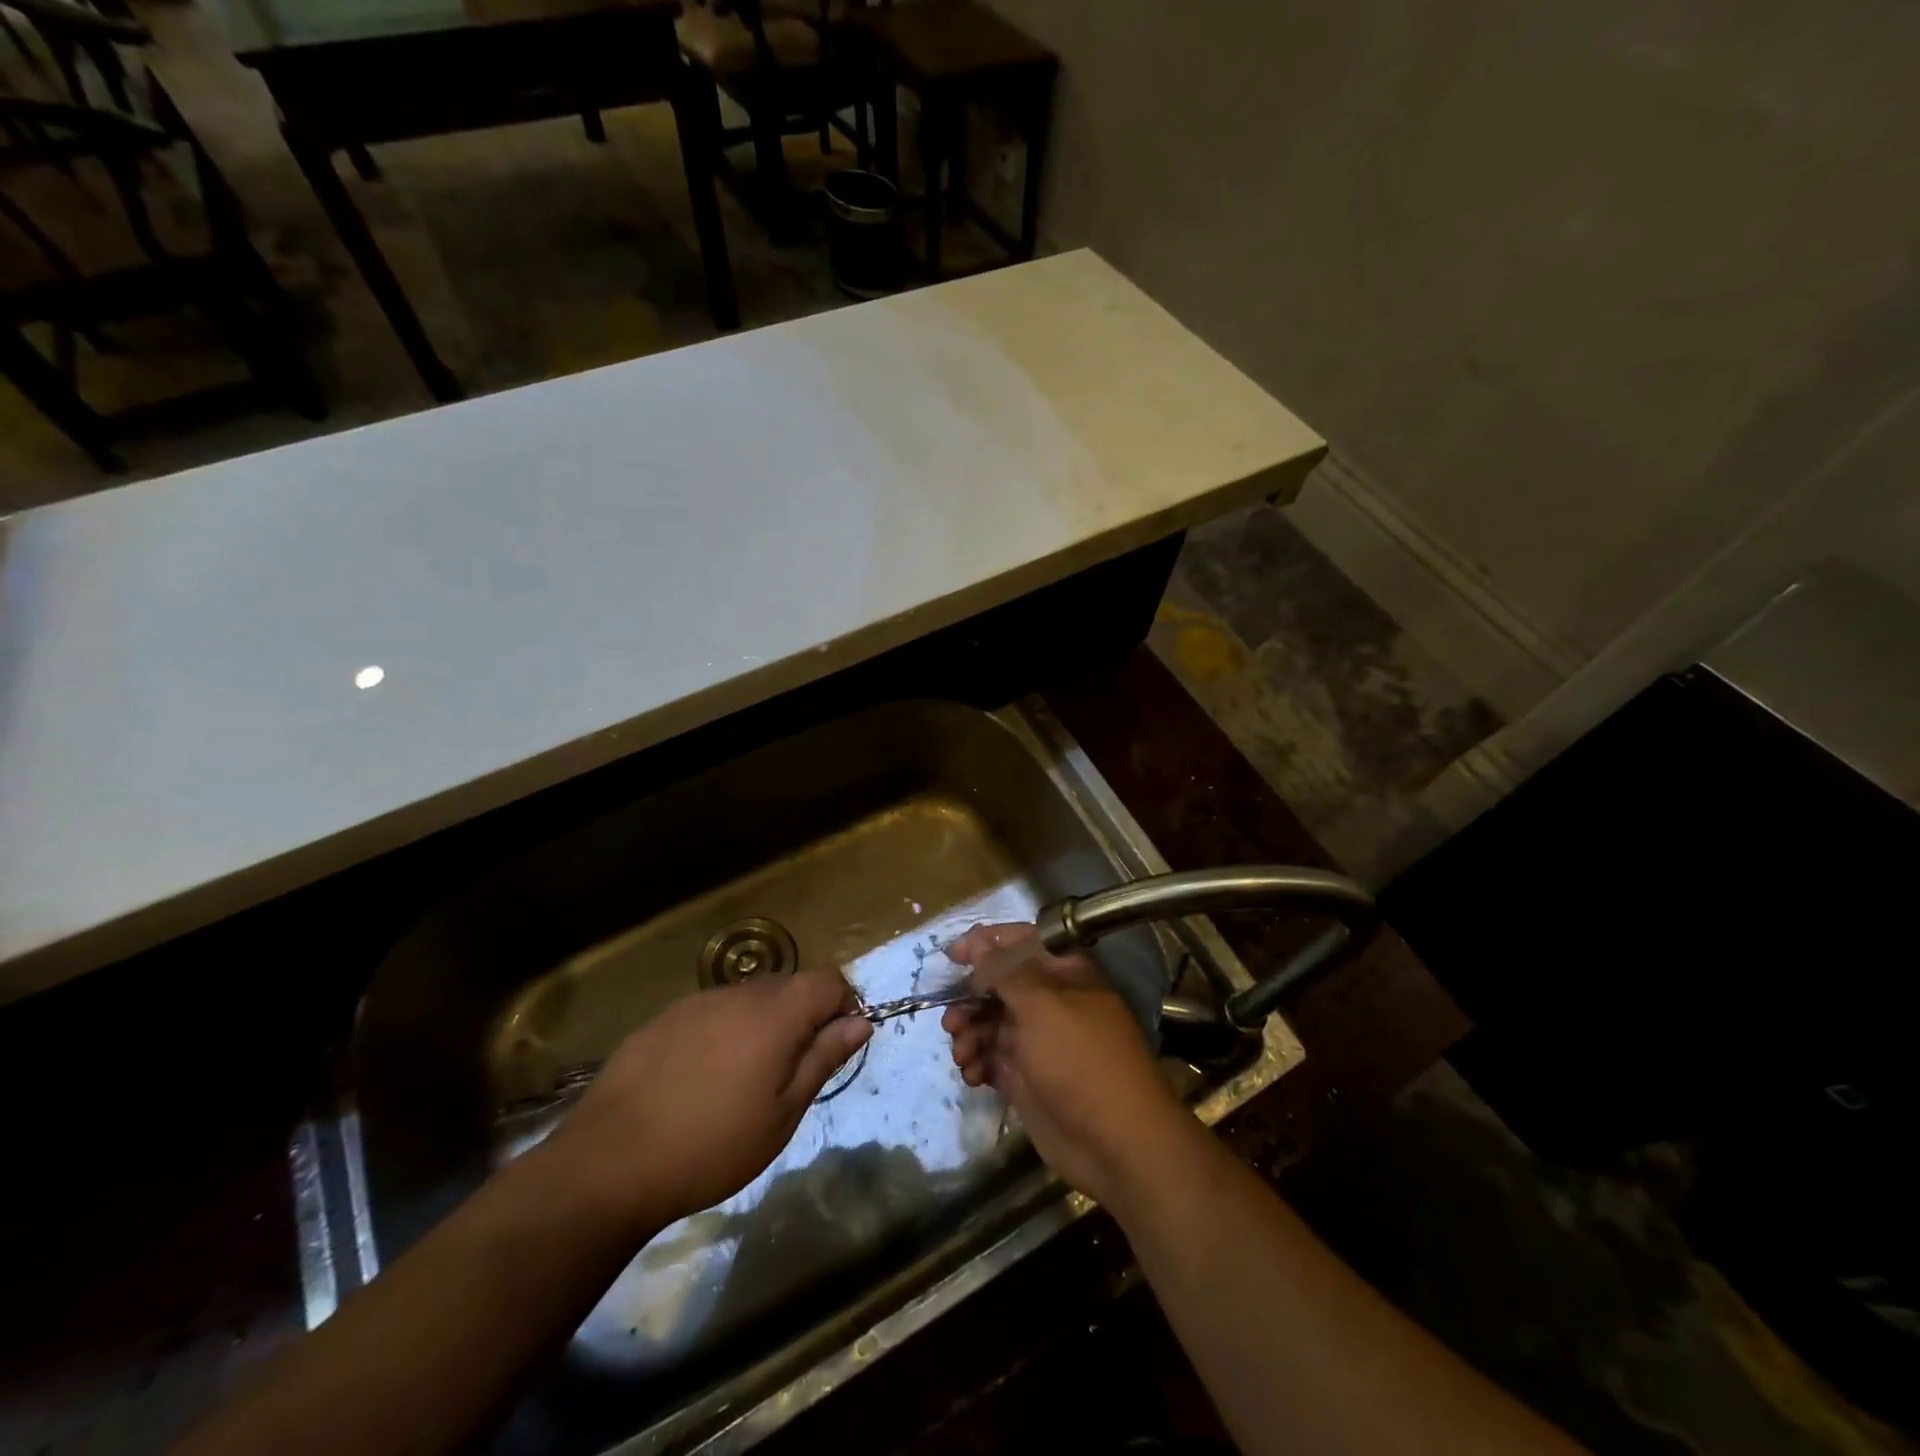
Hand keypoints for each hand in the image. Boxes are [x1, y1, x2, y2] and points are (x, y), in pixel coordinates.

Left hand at [552, 970, 871, 1231]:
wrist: (610, 1162)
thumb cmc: (712, 1145)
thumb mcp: (783, 1113)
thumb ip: (824, 1058)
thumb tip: (860, 1021)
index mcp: (775, 1013)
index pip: (828, 980)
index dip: (842, 1005)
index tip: (835, 1045)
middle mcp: (739, 994)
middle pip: (789, 986)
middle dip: (803, 1016)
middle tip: (791, 1071)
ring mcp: (697, 1002)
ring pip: (749, 998)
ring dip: (762, 1024)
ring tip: (744, 1078)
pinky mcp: (664, 1018)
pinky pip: (712, 1012)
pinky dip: (724, 1032)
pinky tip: (702, 1078)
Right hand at [942, 923, 1196, 1209]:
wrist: (1116, 1142)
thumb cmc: (1080, 1059)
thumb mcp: (1042, 1004)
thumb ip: (1004, 970)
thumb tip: (979, 944)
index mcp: (1062, 973)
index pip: (1019, 942)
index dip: (985, 943)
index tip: (952, 956)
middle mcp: (1048, 1002)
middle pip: (997, 985)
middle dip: (969, 998)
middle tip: (952, 1020)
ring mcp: (1036, 1042)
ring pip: (989, 1023)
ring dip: (968, 1033)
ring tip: (963, 1054)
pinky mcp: (1025, 1079)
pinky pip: (990, 1059)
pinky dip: (976, 1063)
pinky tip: (973, 1075)